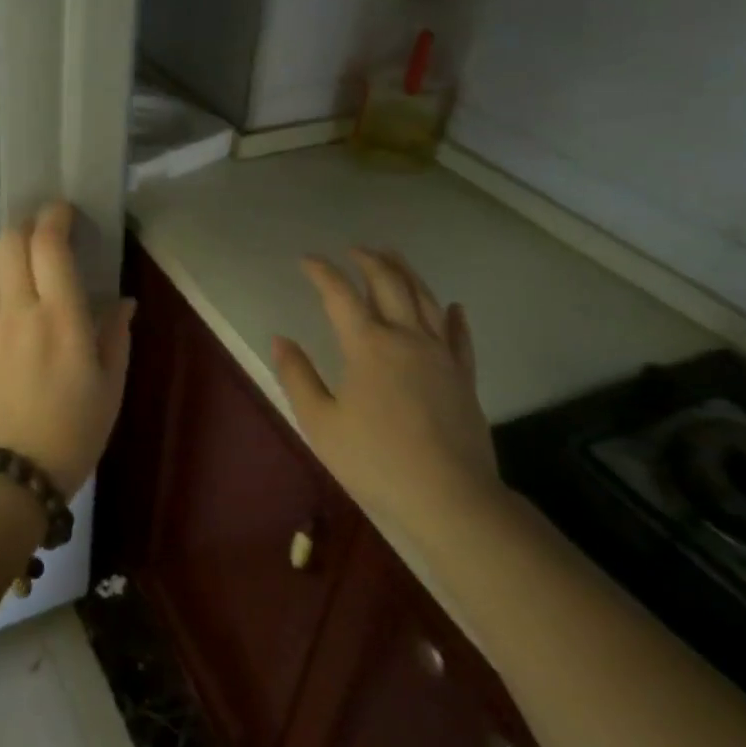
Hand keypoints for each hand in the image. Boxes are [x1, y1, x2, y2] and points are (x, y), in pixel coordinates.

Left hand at [0, 202, 135, 495]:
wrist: (6, 476)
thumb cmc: (71, 433)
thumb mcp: (110, 387)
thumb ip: (116, 336)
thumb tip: (122, 300)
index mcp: (61, 318)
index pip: (50, 245)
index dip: (55, 217)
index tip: (63, 211)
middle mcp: (18, 310)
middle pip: (10, 243)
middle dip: (26, 227)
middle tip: (43, 235)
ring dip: (5, 253)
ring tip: (21, 265)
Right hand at [272, 248, 506, 538]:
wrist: (450, 497)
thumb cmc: (375, 460)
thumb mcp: (320, 422)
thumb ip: (297, 376)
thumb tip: (281, 339)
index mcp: (367, 345)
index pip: (340, 295)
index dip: (322, 272)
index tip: (306, 260)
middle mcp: (406, 338)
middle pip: (389, 285)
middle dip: (369, 261)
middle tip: (354, 250)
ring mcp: (441, 355)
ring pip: (425, 300)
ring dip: (407, 273)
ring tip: (393, 257)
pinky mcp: (464, 377)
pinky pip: (460, 337)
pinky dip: (454, 316)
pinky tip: (453, 306)